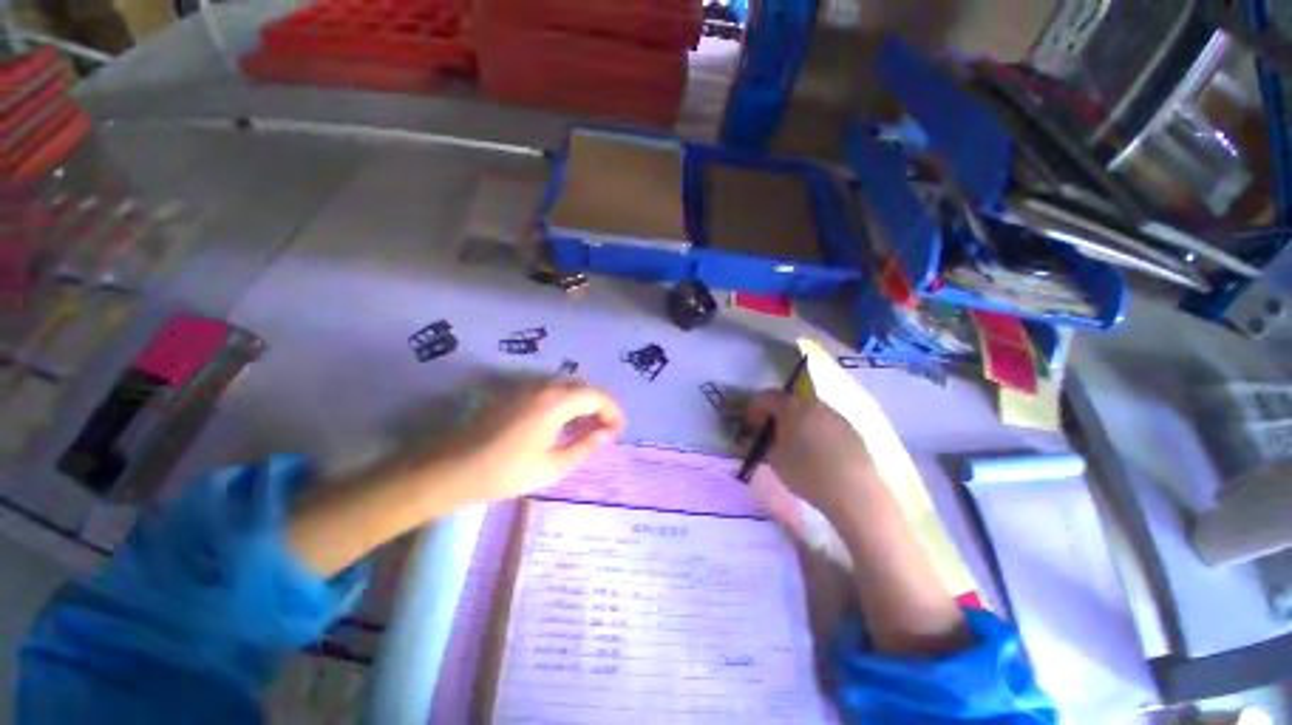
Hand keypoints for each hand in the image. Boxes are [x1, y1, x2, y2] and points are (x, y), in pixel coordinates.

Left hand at [428, 381, 624, 505]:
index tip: (618, 432)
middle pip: (584, 387)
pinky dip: (565, 404)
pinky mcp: (514, 394)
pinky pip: (550, 392)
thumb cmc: (505, 471)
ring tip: (586, 430)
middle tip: (604, 432)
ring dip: (582, 404)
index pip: (598, 396)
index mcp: (557, 401)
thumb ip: (585, 446)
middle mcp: (544, 386)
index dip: (614, 412)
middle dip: (600, 406)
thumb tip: (607, 434)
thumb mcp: (552, 466)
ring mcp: (527, 388)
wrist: (451, 469)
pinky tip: (562, 426)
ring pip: (567, 388)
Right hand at [745, 390, 878, 515]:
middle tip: (770, 431)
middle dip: (776, 413)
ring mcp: (834, 415)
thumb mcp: (774, 460)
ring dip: (796, 420)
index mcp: (791, 407)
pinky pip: (824, 422)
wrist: (854, 491)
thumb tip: (758, 438)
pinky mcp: (850, 429)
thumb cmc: (807, 473)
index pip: (765, 397)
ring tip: (793, 441)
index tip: (749, 424)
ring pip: (808, 410)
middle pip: (788, 400)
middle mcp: (813, 403)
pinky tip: (816, 450)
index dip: (754, 408)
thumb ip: (763, 444)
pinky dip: (814, 429)